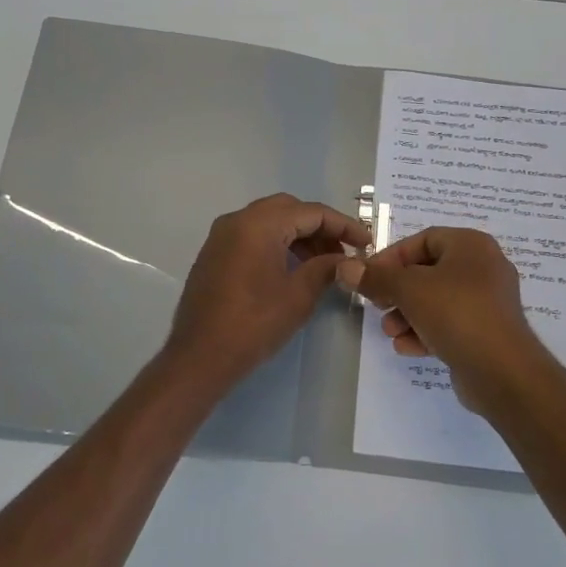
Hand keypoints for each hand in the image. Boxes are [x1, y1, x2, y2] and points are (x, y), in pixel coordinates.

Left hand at [162, 194, 371, 395]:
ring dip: (298, 235)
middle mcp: (237, 220)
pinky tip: (292, 268)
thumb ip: (325, 268)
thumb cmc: (253, 324)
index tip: (366, 243)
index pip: (311, 212)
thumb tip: (345, 259)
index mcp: (258, 224)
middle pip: (289, 209)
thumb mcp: (298, 296)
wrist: (199, 357)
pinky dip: (276, 243)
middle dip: (319, 227)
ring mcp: (221, 236)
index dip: (343, 225)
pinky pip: (252, 235)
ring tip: (322, 263)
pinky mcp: (214, 253)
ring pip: (269, 221)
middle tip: (343, 251)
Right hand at [335, 227, 549, 412]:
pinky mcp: (487, 331)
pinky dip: (426, 331)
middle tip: (377, 306)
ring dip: (407, 315)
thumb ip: (375, 278)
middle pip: (428, 272)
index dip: (392, 257)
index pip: (423, 239)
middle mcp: (483, 267)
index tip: (369, 277)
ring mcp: (488, 301)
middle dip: (397, 291)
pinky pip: (450, 324)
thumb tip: (345, 267)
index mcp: (471, 245)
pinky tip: (407, 348)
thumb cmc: (457, 314)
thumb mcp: (409, 290)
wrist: (503, 372)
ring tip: (390, 333)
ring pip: (437, 300)